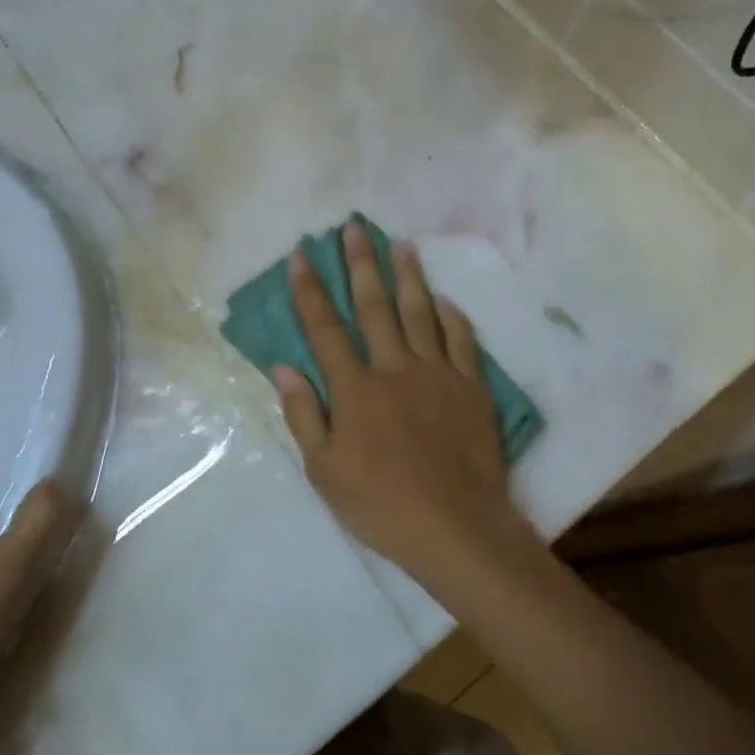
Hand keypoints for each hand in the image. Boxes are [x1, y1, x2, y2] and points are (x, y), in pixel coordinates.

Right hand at [272, 222, 531, 580]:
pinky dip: (452, 317)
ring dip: (408, 276)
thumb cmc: (382, 505)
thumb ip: (305, 415)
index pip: (326, 329)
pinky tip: (445, 300)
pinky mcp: (471, 387)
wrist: (457, 527)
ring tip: (401, 244)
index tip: (302, 254)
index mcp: (356, 389)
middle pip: (374, 306)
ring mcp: (438, 373)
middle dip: (361, 263)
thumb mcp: (325, 472)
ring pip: (420, 313)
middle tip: (355, 226)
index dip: (310, 290)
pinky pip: (462, 341)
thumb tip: (283, 368)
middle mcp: (395, 368)